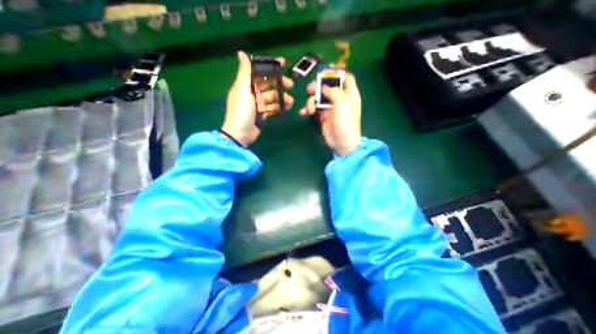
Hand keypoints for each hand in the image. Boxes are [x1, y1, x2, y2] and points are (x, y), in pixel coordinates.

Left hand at [222, 51, 293, 145]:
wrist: (240, 133)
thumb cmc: (242, 109)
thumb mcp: (242, 89)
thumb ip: (245, 72)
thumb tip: (241, 53)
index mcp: (246, 84)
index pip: (259, 72)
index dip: (270, 66)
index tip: (283, 63)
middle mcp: (251, 93)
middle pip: (268, 84)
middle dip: (279, 83)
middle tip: (291, 85)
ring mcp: (257, 104)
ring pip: (272, 97)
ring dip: (281, 97)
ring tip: (290, 102)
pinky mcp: (261, 114)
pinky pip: (272, 108)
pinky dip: (279, 107)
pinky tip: (286, 108)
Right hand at [300, 73, 360, 154]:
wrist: (342, 142)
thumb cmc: (345, 122)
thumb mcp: (341, 104)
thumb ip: (333, 92)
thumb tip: (324, 87)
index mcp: (349, 94)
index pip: (346, 78)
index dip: (337, 73)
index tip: (325, 72)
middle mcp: (340, 99)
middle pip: (328, 87)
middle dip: (318, 86)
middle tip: (309, 89)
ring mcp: (331, 108)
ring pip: (319, 98)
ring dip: (311, 101)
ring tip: (310, 110)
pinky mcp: (324, 116)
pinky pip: (315, 108)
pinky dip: (309, 109)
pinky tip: (304, 113)